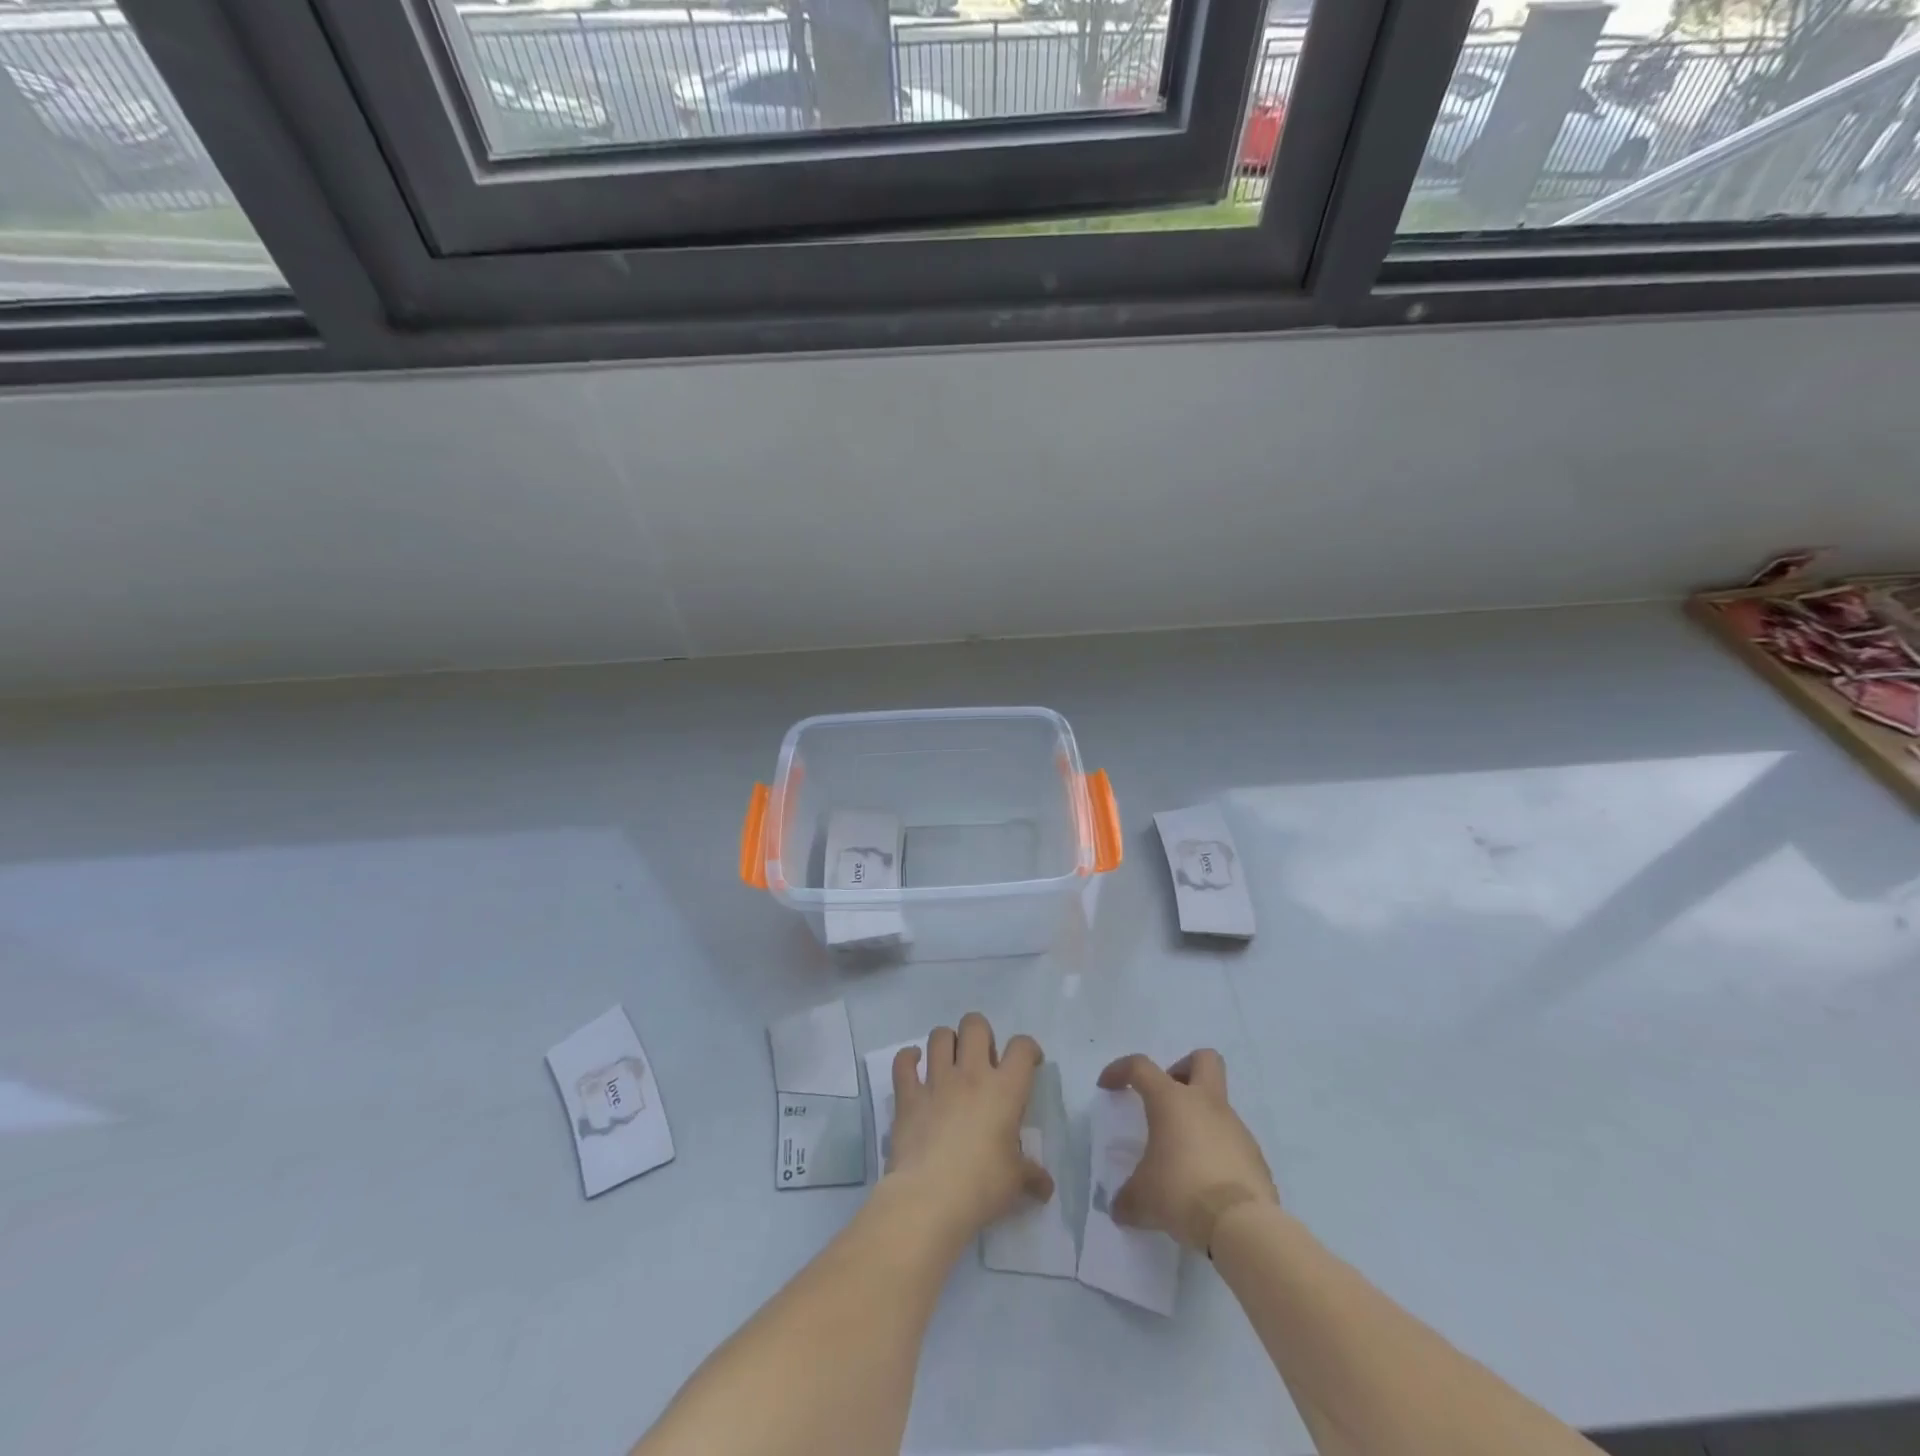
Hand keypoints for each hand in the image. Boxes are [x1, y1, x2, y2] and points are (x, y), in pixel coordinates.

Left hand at [885, 1012, 1053, 1243]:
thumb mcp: (1015, 1182)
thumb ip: (1031, 1176)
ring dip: (946, 1042)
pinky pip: (903, 1062)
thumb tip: (1045, 1186)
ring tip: (949, 1060)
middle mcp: (971, 1074)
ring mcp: (936, 1081)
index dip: (1028, 1049)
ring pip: (939, 1035)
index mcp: (1004, 1090)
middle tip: (983, 1059)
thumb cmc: (982, 1186)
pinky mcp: (907, 1095)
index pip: (1022, 1048)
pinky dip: (907, 1059)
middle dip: (980, 1034)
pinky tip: (913, 1065)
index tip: (1029, 1062)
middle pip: (975, 1026)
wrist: (930, 1198)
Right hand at [1097, 1049, 1277, 1252]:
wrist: (1242, 1226)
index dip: (1120, 1070)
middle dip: (1183, 1069)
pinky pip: (1232, 1141)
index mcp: (1171, 1100)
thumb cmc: (1181, 1193)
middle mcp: (1206, 1103)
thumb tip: (1120, 1208)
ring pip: (1218, 1104)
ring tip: (1183, 1156)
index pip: (1140, 1067)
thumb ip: (1127, 1198)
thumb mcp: (1142, 1199)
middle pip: (1203, 1059)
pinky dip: (1217, 1151)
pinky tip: (1207, 1181)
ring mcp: (1236, 1127)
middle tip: (1166, 1098)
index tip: (1107, 1086)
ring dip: (1200, 1118)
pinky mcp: (1255, 1156)